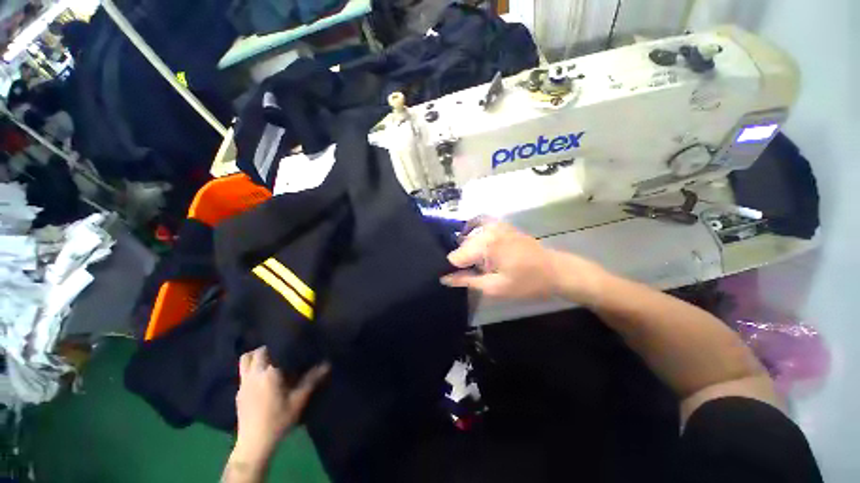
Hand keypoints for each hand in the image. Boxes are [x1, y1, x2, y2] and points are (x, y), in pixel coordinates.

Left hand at [234, 347, 329, 461]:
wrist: (255, 443)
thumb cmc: (279, 418)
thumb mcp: (299, 399)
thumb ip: (312, 379)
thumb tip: (327, 363)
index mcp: (269, 372)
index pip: (270, 349)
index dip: (279, 344)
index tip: (290, 344)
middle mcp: (253, 374)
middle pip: (255, 353)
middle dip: (267, 349)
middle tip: (281, 353)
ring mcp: (243, 384)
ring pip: (245, 361)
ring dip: (255, 357)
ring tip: (269, 362)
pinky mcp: (238, 394)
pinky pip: (243, 374)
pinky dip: (252, 370)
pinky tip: (262, 380)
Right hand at [440, 220, 606, 303]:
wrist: (555, 270)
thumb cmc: (527, 282)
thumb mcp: (495, 287)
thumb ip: (466, 280)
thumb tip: (444, 278)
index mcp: (485, 244)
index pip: (455, 256)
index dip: (452, 270)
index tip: (454, 280)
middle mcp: (486, 229)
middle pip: (461, 246)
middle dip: (460, 261)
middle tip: (465, 276)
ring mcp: (494, 224)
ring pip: (468, 237)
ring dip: (466, 250)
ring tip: (471, 265)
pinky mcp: (500, 224)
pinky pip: (478, 225)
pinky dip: (472, 232)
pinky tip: (472, 243)